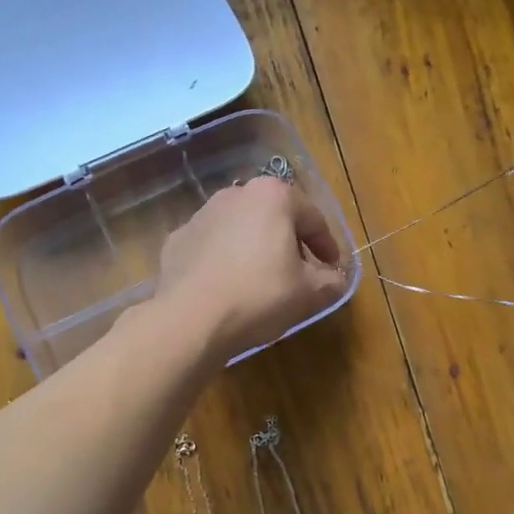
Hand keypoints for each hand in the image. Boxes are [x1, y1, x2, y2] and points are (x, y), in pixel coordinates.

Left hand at [152, 175, 350, 361]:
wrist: (190, 318)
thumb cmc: (259, 295)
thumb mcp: (309, 293)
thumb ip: (331, 281)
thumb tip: (336, 279)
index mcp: (273, 196)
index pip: (313, 219)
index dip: (327, 247)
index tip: (332, 270)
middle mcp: (235, 194)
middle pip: (275, 218)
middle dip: (290, 243)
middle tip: (299, 274)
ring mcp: (201, 214)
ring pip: (241, 229)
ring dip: (255, 249)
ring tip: (261, 282)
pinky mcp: (177, 239)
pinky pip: (212, 246)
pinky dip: (223, 260)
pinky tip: (227, 287)